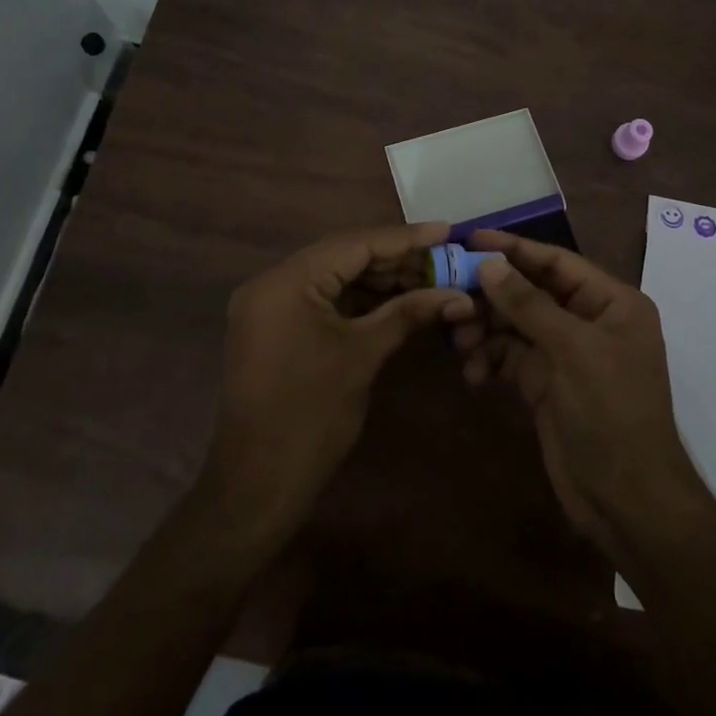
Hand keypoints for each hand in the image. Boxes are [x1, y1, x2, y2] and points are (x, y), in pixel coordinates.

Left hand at [202, 223, 474, 535]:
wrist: (257, 486)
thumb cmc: (311, 417)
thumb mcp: (363, 356)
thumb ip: (408, 313)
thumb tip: (458, 294)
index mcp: (286, 281)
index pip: (355, 244)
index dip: (405, 238)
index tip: (447, 230)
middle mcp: (271, 282)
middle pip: (344, 256)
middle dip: (395, 260)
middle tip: (443, 259)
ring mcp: (269, 305)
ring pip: (334, 277)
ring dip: (379, 280)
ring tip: (428, 279)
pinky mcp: (274, 327)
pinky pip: (321, 299)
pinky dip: (357, 299)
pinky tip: (395, 300)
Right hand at [455, 231, 707, 560]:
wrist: (628, 502)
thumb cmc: (612, 414)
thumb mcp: (572, 352)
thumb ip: (528, 305)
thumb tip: (487, 263)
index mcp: (610, 302)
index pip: (556, 261)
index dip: (513, 248)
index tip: (469, 239)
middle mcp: (587, 320)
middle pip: (530, 291)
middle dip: (491, 294)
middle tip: (449, 293)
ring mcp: (564, 353)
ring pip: (515, 324)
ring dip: (485, 329)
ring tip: (459, 341)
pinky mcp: (544, 383)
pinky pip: (509, 357)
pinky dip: (489, 360)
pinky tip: (473, 374)